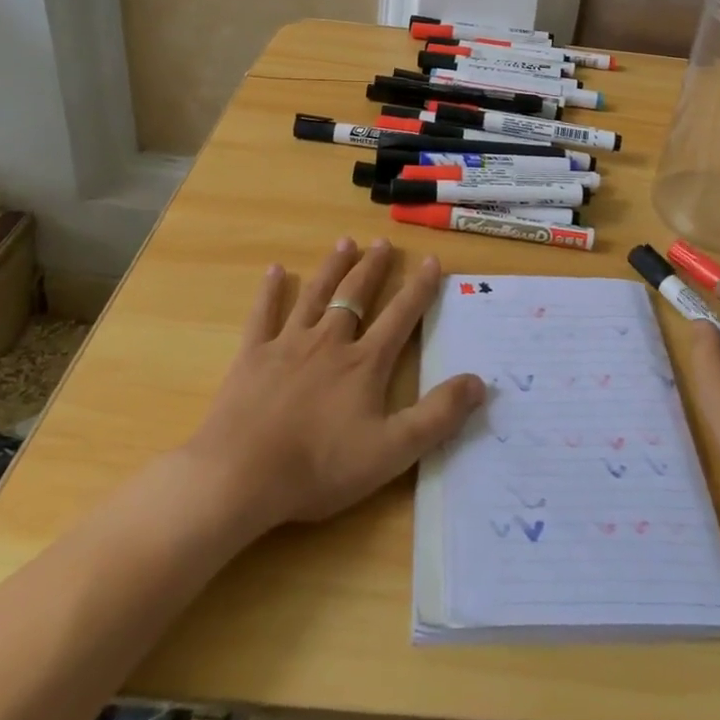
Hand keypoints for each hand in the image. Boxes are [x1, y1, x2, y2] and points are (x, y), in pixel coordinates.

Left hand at [183, 238, 483, 532]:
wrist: (239, 477)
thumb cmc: (319, 467)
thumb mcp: (391, 451)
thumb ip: (438, 416)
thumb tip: (480, 382)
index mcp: (364, 363)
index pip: (400, 316)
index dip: (419, 288)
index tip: (431, 260)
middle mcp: (329, 342)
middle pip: (356, 295)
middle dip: (373, 268)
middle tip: (383, 243)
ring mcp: (288, 345)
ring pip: (315, 296)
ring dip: (332, 268)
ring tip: (345, 243)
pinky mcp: (252, 356)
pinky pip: (263, 315)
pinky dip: (270, 292)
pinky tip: (276, 271)